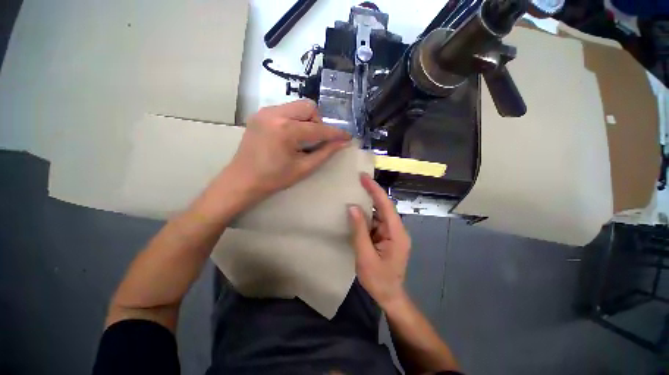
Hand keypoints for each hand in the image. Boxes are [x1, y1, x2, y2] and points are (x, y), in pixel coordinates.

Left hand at [226, 100, 350, 199]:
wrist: (243, 180)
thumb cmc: (274, 179)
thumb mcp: (304, 168)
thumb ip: (325, 153)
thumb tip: (343, 143)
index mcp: (286, 130)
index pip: (319, 128)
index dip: (335, 133)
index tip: (347, 137)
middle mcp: (274, 114)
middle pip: (308, 107)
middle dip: (318, 122)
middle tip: (316, 140)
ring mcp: (265, 112)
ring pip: (297, 106)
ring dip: (306, 120)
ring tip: (303, 139)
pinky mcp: (260, 114)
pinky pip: (285, 110)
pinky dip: (295, 120)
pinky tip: (291, 136)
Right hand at [348, 173, 410, 308]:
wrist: (389, 296)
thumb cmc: (379, 280)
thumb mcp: (365, 256)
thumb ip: (359, 231)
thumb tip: (352, 207)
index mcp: (396, 233)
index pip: (386, 205)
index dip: (375, 190)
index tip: (364, 177)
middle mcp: (397, 229)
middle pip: (384, 206)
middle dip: (372, 192)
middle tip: (358, 179)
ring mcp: (392, 233)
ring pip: (379, 213)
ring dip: (368, 203)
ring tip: (355, 191)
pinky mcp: (386, 236)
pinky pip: (376, 221)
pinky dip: (367, 215)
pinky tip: (357, 210)